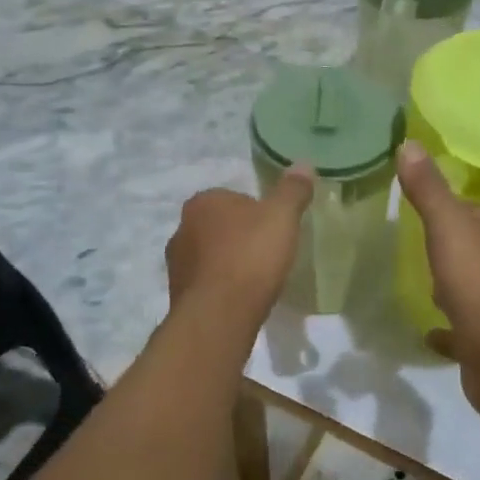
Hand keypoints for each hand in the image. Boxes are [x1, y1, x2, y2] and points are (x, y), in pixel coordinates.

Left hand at [165, 168, 314, 329]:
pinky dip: (221, 288)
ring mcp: (176, 263)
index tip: (274, 230)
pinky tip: (240, 300)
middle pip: (219, 226)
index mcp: (203, 201)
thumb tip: (304, 164)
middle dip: (239, 237)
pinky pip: (206, 283)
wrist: (219, 315)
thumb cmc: (250, 256)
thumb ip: (292, 190)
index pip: (234, 198)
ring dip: (228, 263)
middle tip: (266, 254)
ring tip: (255, 280)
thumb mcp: (282, 217)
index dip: (257, 213)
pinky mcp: (178, 294)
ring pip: (209, 255)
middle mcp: (182, 227)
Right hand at [396, 143, 479, 417]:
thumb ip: (429, 189)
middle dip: (453, 247)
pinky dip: (451, 327)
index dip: (450, 210)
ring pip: (477, 287)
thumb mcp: (448, 226)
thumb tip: (409, 143)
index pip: (476, 212)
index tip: (422, 212)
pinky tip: (430, 331)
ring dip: (455, 284)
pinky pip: (468, 329)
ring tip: (424, 285)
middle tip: (419, 248)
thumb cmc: (478, 283)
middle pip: (478, 248)